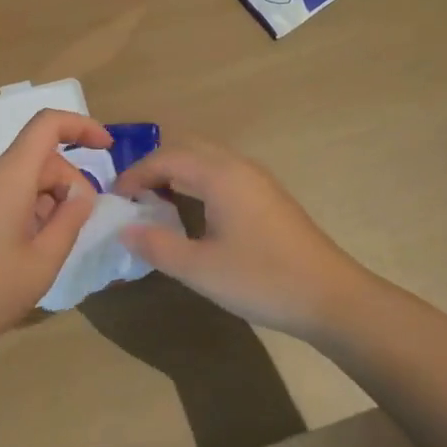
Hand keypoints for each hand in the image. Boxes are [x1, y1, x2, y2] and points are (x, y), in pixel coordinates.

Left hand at [0, 110, 111, 369]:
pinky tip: (22, 252)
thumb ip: (70, 219)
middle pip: (37, 157)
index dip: (81, 126)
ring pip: (19, 179)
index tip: (106, 146)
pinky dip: (22, 210)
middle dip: (67, 183)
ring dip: (44, 201)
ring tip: (49, 249)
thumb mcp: (43, 261)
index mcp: (8, 174)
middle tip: (79, 227)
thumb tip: (80, 193)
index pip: (48, 124)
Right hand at [113, 138, 373, 339]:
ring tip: (156, 204)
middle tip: (133, 198)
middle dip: (155, 168)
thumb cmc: (262, 279)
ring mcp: (257, 180)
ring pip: (207, 160)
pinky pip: (222, 174)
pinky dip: (198, 182)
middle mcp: (238, 166)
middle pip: (187, 149)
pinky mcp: (268, 196)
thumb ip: (157, 246)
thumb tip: (124, 230)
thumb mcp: (200, 269)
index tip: (115, 200)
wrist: (330, 296)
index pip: (166, 158)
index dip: (135, 175)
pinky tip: (193, 214)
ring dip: (178, 173)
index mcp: (220, 174)